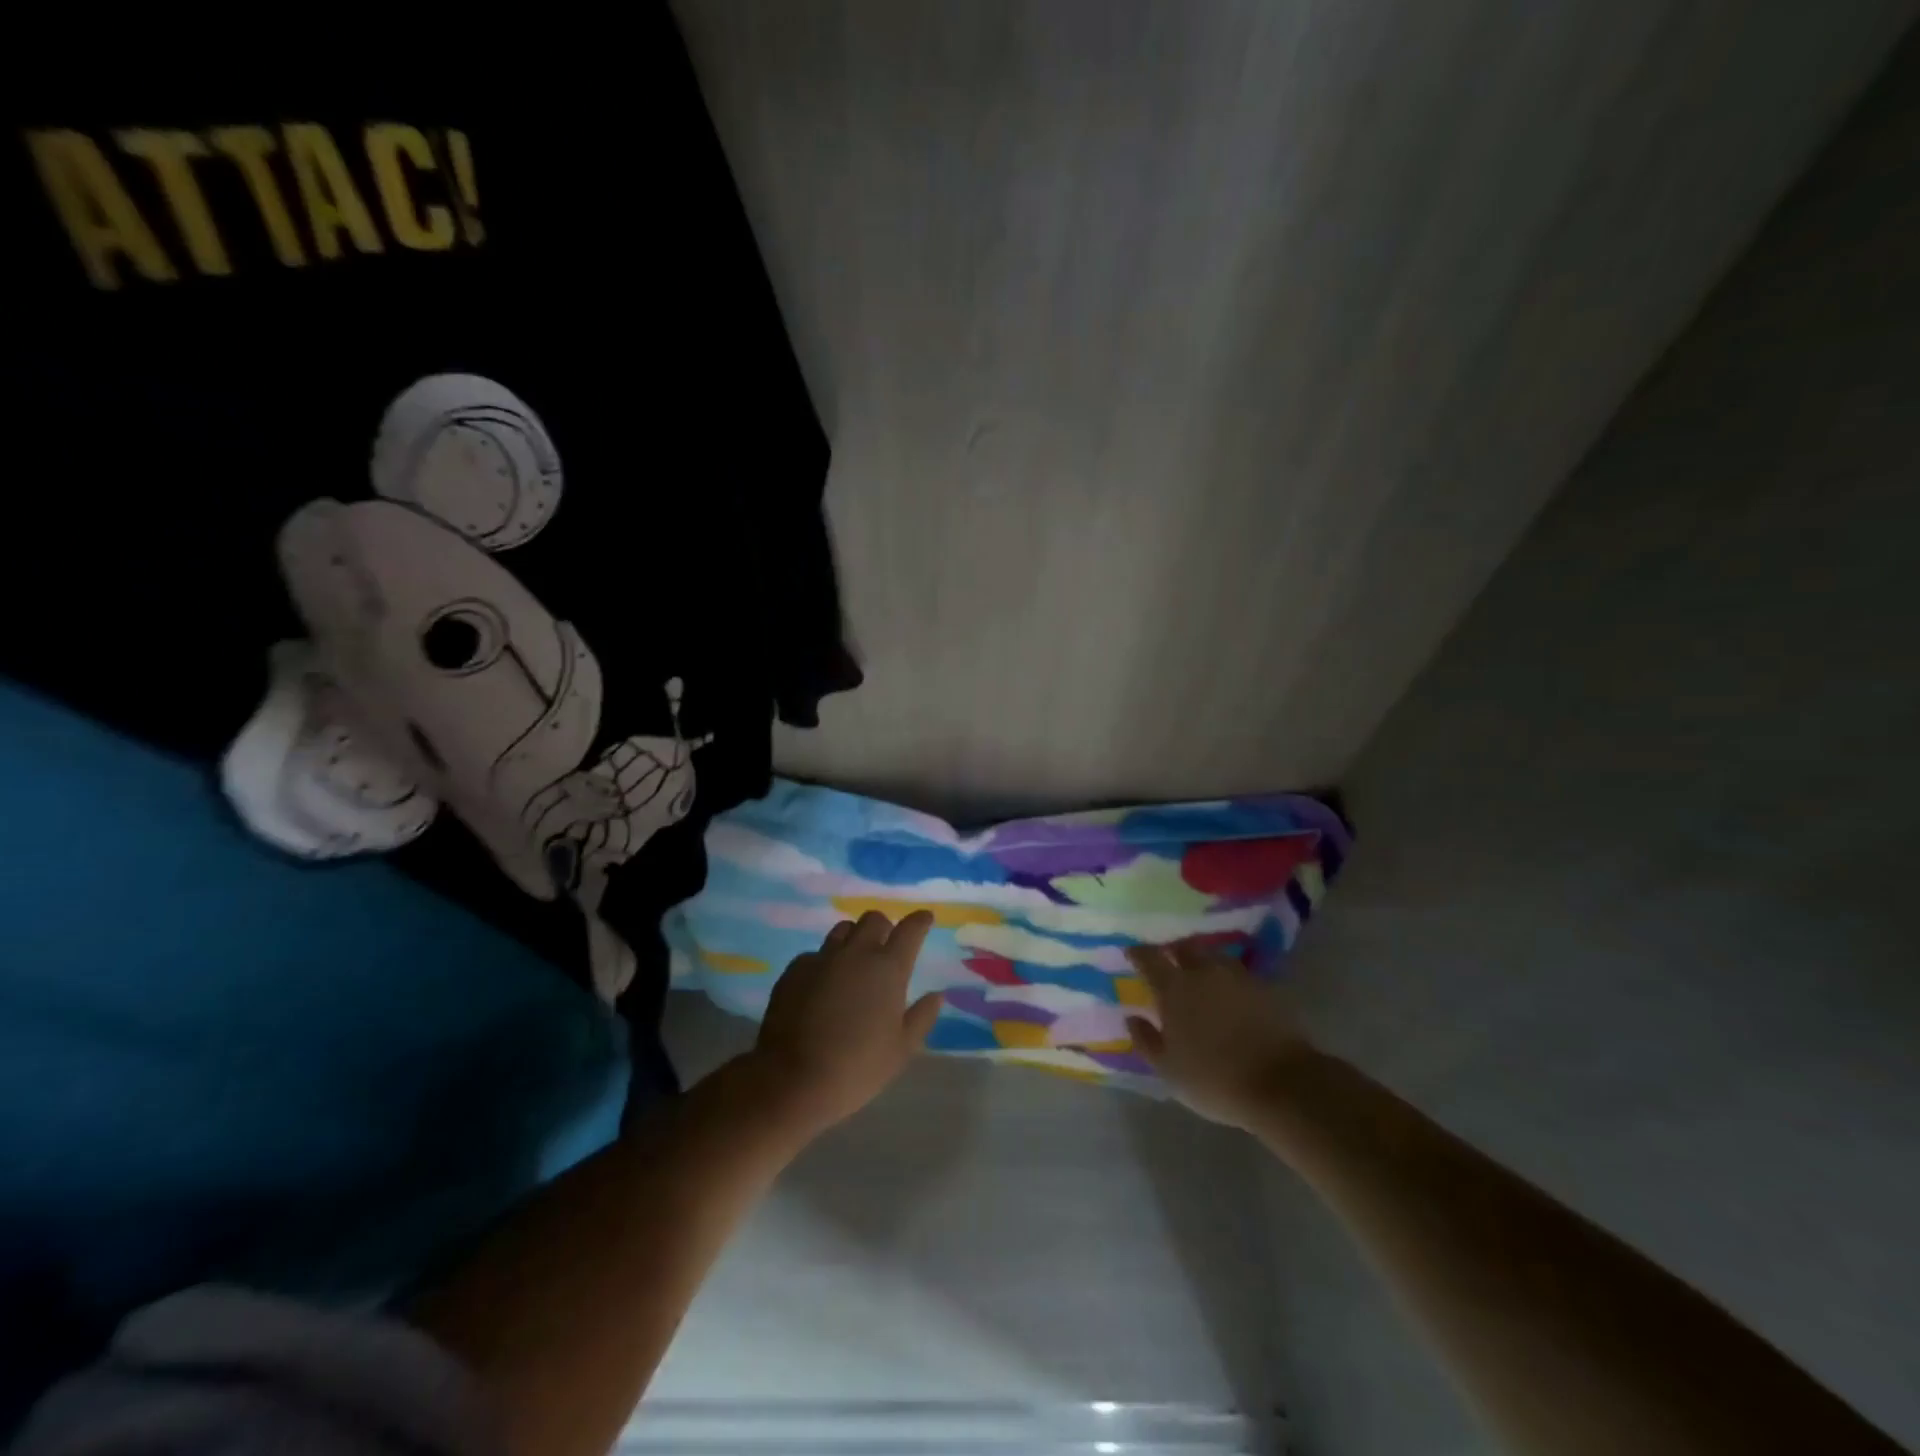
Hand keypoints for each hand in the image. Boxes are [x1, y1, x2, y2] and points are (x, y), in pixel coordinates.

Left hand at [749, 910, 943, 1134]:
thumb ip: (922, 1017)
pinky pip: (815, 954)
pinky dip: (824, 963)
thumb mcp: (901, 1049)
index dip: (920, 921)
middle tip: (885, 946)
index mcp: (888, 969)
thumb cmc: (857, 1067)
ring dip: (853, 938)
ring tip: (853, 962)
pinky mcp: (794, 970)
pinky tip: (821, 986)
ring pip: (842, 930)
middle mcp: (856, 953)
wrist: (792, 1079)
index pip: (910, 930)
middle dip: (884, 927)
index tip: (924, 918)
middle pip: (873, 919)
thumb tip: (936, 995)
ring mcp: (822, 958)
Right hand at [1125, 940, 1317, 1129]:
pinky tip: (1230, 994)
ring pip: (1214, 957)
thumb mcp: (1169, 1069)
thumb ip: (1146, 1040)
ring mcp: (1238, 978)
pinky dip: (1229, 979)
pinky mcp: (1266, 989)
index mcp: (1174, 988)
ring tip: (1201, 975)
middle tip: (1169, 961)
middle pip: (1185, 947)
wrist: (1282, 1085)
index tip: (1132, 954)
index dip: (1138, 953)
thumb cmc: (1214, 1079)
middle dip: (1174, 951)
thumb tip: (1133, 1017)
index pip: (1150, 957)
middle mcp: (1204, 973)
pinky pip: (1240, 975)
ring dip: (1204, 962)